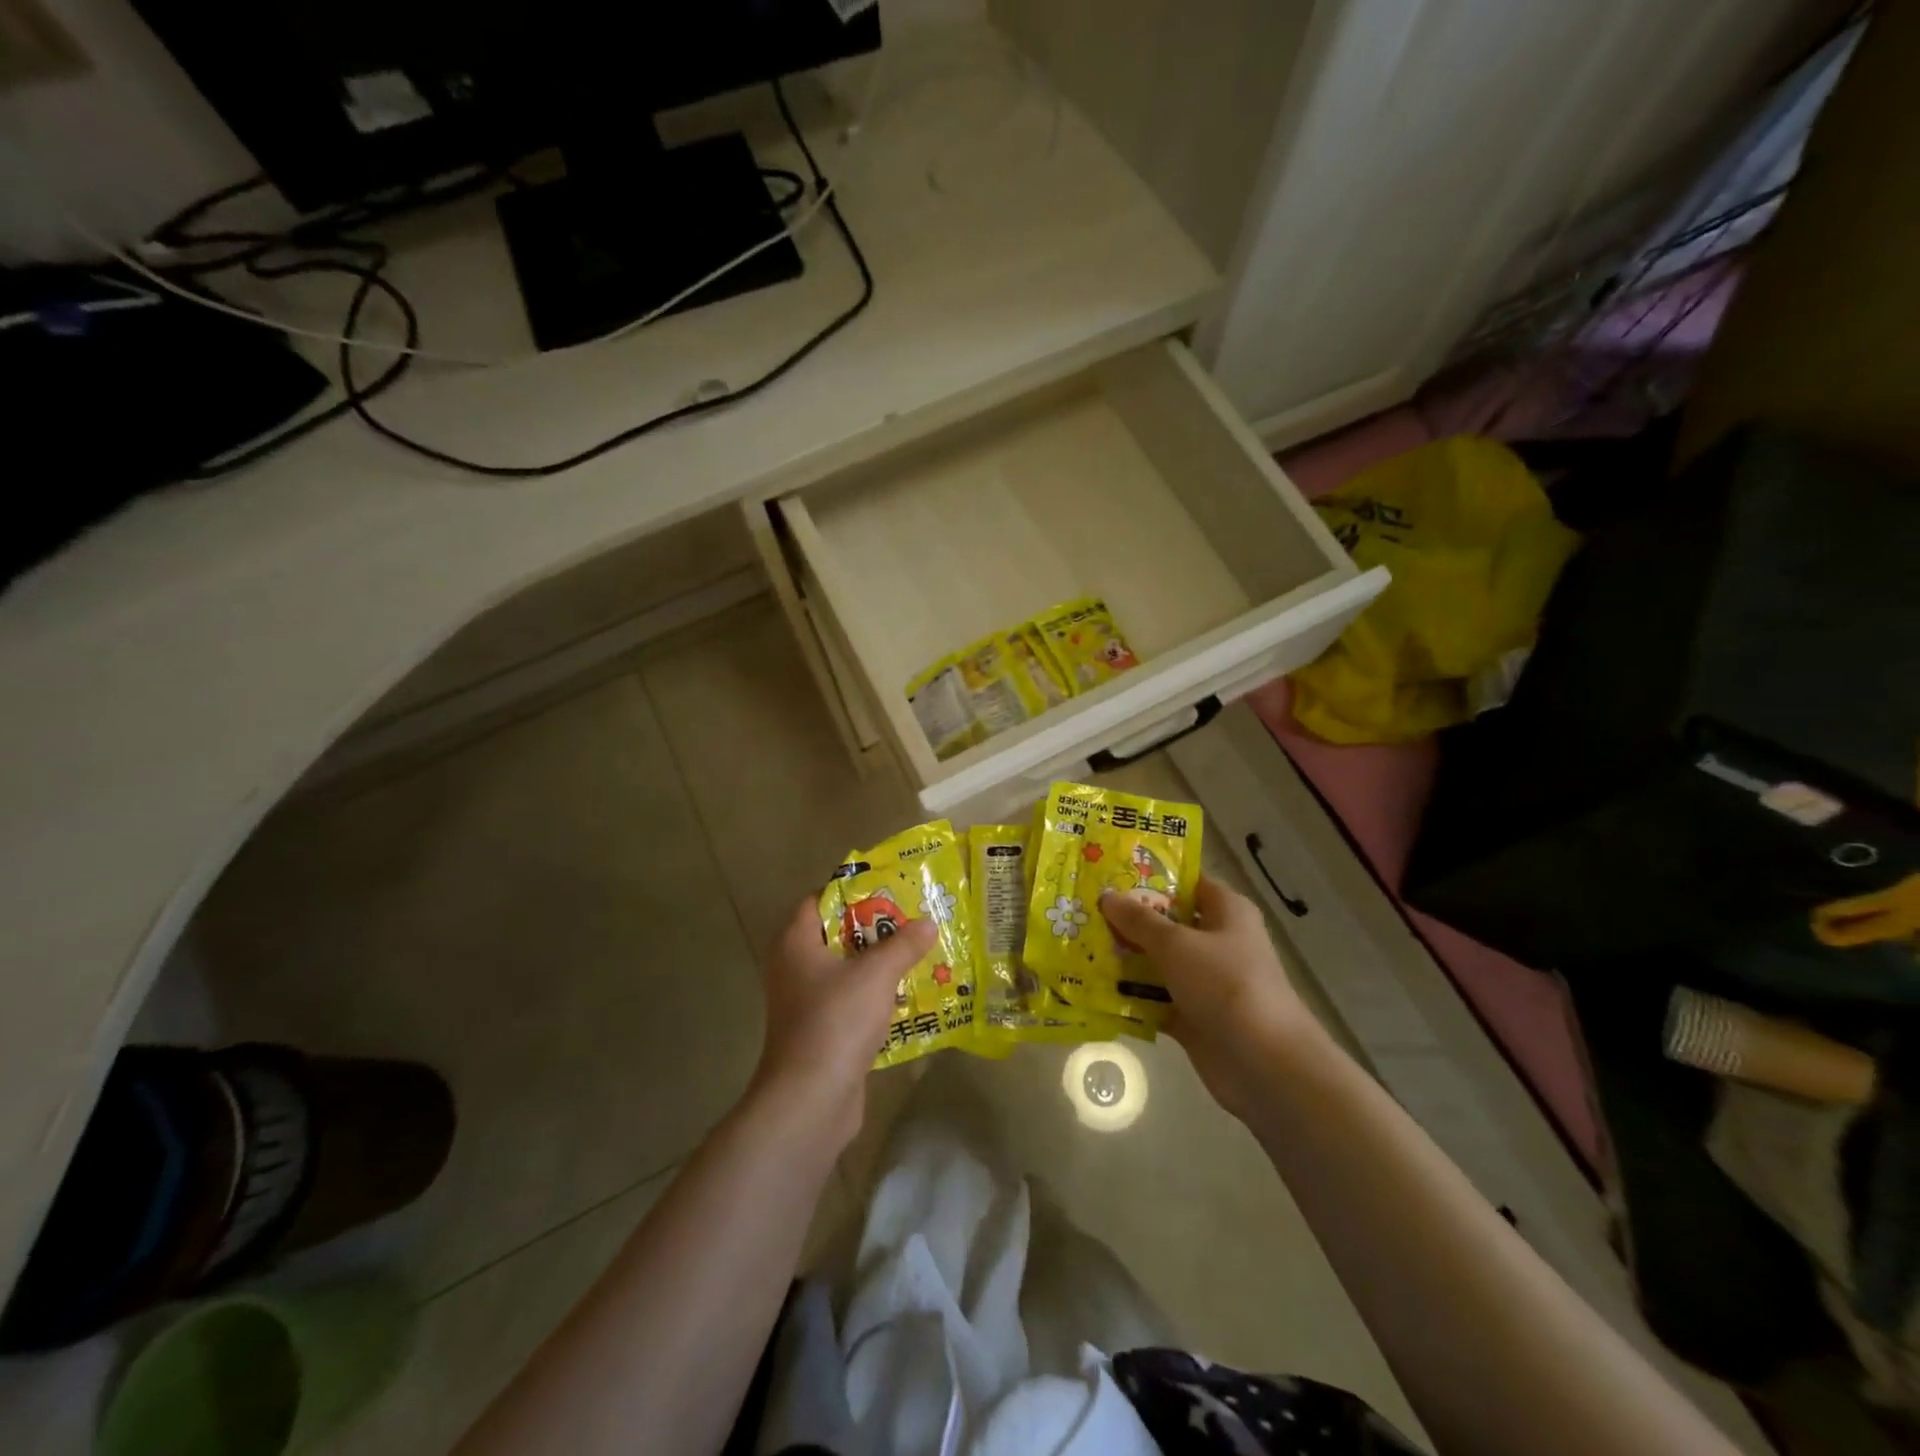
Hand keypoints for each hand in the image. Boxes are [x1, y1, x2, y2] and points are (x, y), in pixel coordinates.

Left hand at [751, 896, 936, 1147]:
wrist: (811, 1099)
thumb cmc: (836, 1020)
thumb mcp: (876, 974)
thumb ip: (903, 945)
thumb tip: (928, 923)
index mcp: (796, 943)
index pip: (819, 900)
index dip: (852, 891)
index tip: (889, 889)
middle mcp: (794, 968)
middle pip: (837, 935)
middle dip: (875, 928)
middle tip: (913, 919)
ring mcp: (806, 1003)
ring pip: (847, 971)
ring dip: (879, 964)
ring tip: (919, 953)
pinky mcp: (821, 1032)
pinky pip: (851, 1002)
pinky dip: (875, 996)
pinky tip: (909, 995)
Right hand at [1100, 877, 1325, 1121]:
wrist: (1264, 1063)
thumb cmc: (1225, 984)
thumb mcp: (1177, 944)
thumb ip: (1139, 920)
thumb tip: (1107, 896)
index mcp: (1226, 912)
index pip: (1186, 882)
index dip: (1151, 877)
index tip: (1109, 874)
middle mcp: (1217, 941)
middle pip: (1168, 923)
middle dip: (1129, 919)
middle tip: (1084, 910)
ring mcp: (1205, 981)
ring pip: (1158, 962)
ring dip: (1126, 958)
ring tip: (1080, 946)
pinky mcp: (1194, 1016)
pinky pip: (1156, 998)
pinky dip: (1132, 997)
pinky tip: (1094, 989)